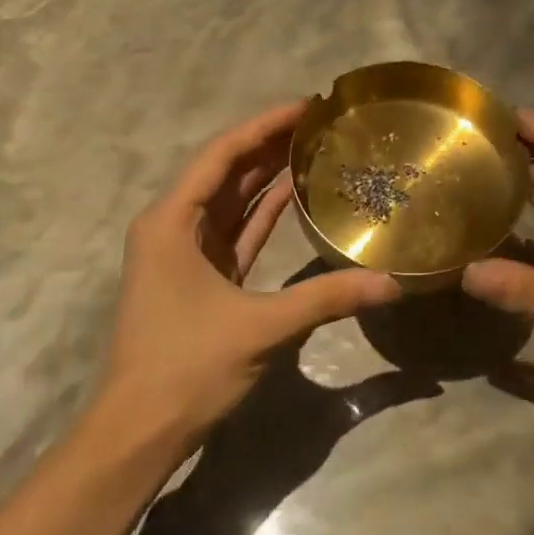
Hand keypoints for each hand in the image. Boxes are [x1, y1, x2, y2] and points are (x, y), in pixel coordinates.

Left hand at [95, 100, 400, 450]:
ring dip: (266, 176)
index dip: (264, 126)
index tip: (307, 105)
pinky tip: (293, 196)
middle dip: (269, 145)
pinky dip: (262, 215)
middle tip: (320, 123)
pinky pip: (235, 233)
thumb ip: (326, 299)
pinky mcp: (199, 279)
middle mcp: (172, 227)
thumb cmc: (187, 368)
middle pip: (225, 172)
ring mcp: (184, 254)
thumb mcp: (261, 328)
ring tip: (314, 148)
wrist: (141, 429)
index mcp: (171, 222)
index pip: (221, 155)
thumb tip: (392, 284)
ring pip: (231, 202)